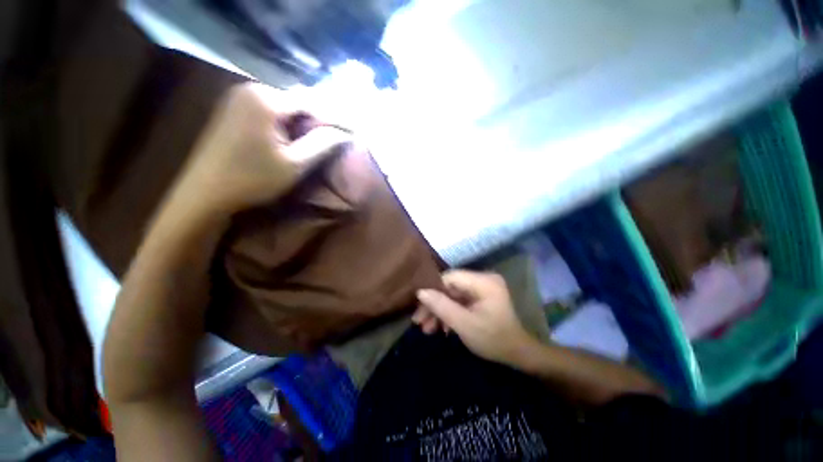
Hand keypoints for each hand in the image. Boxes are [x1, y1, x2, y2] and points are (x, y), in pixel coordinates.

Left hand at [174, 83, 351, 216]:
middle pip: (298, 101)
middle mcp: (251, 88)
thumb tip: (345, 133)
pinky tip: (296, 135)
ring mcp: (240, 97)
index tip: (352, 131)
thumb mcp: (295, 164)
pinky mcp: (234, 108)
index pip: (312, 102)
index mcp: (266, 99)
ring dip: (305, 121)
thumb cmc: (253, 179)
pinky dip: (288, 122)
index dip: (335, 118)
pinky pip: (271, 110)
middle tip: (339, 135)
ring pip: (285, 106)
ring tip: (323, 136)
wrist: (205, 192)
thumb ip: (323, 144)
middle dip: (320, 119)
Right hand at [415, 270, 536, 365]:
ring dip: (440, 311)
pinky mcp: (480, 297)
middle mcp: (483, 279)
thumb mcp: (464, 324)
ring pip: (453, 295)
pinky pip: (460, 301)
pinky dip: (450, 313)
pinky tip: (441, 328)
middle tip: (419, 321)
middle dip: (435, 305)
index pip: (450, 278)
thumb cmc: (493, 340)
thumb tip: (420, 291)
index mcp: (483, 282)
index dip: (432, 290)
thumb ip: (441, 306)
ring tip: (427, 329)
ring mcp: (482, 288)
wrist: (517, 355)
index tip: (419, 307)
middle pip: (450, 287)